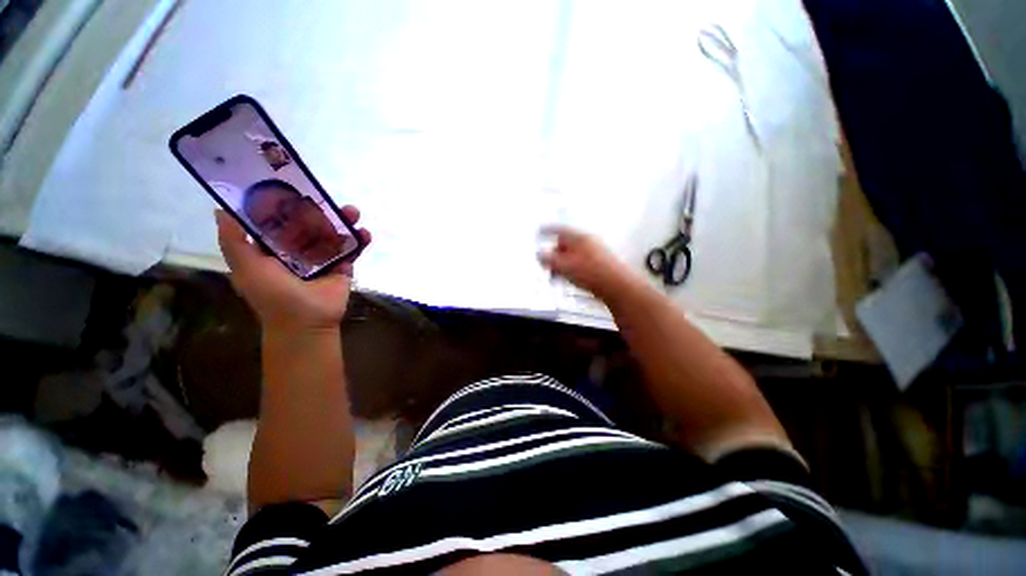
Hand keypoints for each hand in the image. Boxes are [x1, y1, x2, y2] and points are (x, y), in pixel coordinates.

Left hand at [216, 207, 371, 332]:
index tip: (294, 187)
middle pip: (310, 224)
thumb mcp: (245, 267)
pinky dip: (361, 242)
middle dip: (320, 210)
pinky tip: (366, 233)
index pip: (279, 221)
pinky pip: (352, 251)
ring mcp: (322, 260)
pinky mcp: (343, 268)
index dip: (285, 203)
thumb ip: (234, 240)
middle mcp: (297, 251)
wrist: (307, 322)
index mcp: (273, 249)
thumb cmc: (273, 295)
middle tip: (329, 197)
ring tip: (354, 212)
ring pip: (333, 234)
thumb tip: (221, 209)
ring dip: (344, 222)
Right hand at [538, 225, 638, 298]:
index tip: (540, 231)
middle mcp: (587, 242)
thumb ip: (548, 259)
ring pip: (572, 255)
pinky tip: (570, 278)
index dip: (547, 230)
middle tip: (548, 265)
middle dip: (554, 255)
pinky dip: (572, 269)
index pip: (559, 229)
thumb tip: (540, 255)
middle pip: (565, 244)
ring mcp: (594, 252)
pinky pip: (580, 262)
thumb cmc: (591, 272)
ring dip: (562, 264)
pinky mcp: (599, 263)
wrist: (615, 285)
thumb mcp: (563, 266)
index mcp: (579, 237)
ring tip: (558, 276)